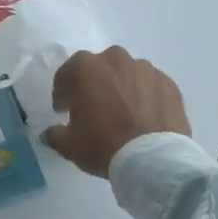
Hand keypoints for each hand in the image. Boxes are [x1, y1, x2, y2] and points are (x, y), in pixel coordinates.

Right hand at [42, 46, 190, 176]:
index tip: (64, 110)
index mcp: (85, 67)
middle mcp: (115, 59)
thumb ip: (55, 134)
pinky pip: (150, 86)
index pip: (66, 75)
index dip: (62, 94)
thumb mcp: (69, 145)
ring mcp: (145, 69)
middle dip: (94, 85)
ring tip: (123, 113)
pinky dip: (145, 96)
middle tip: (94, 109)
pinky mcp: (168, 83)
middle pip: (99, 69)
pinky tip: (144, 116)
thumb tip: (49, 133)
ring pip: (126, 74)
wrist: (154, 160)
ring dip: (121, 88)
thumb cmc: (104, 145)